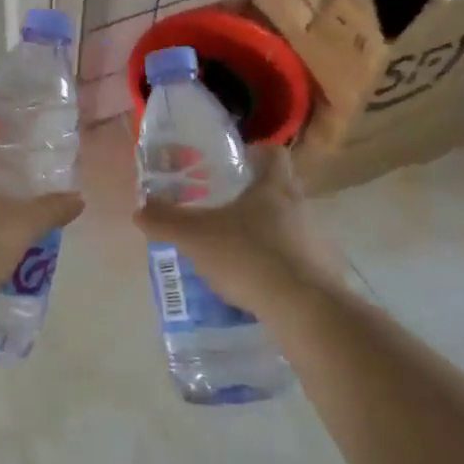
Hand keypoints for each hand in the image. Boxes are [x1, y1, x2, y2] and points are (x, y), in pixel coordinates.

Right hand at [133, 146, 340, 316]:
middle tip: (224, 211)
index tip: (236, 164)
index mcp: (274, 187)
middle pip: (280, 191)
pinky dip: (278, 267)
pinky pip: (297, 261)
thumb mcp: (195, 237)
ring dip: (266, 235)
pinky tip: (257, 284)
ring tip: (236, 253)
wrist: (305, 309)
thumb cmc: (249, 257)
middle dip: (254, 199)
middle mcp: (301, 207)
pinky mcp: (323, 273)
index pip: (273, 154)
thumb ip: (165, 221)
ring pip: (289, 227)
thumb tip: (140, 209)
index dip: (255, 154)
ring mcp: (317, 241)